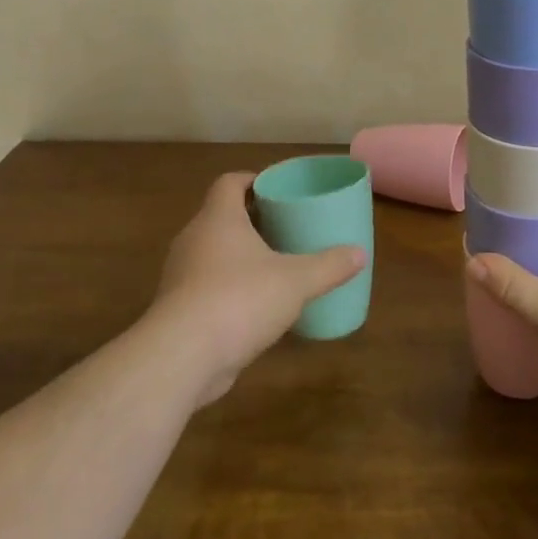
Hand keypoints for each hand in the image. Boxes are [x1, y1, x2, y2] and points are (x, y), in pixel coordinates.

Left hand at [148, 171, 364, 406]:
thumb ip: (329, 266)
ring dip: (239, 256)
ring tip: (274, 265)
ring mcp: (181, 275)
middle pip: (221, 216)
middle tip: (285, 227)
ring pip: (213, 253)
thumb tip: (359, 254)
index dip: (252, 180)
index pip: (229, 183)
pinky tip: (255, 305)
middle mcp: (194, 239)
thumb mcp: (295, 282)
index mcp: (218, 219)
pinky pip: (207, 286)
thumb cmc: (239, 300)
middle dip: (252, 220)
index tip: (275, 189)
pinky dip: (229, 287)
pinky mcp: (178, 309)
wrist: (181, 357)